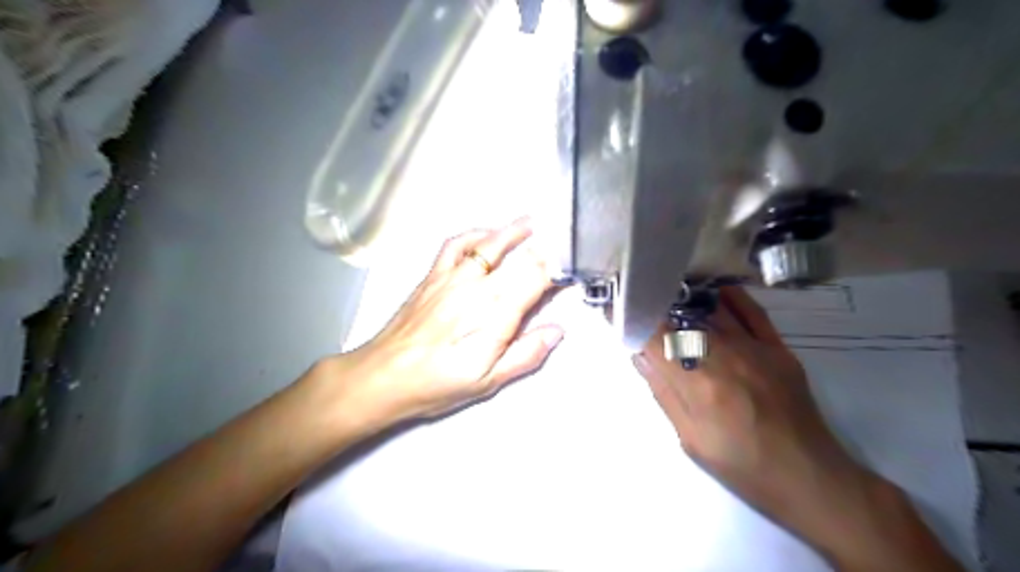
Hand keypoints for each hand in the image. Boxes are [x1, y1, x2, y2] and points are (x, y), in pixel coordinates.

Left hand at [324, 219, 560, 432]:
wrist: (385, 375)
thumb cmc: (439, 383)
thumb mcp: (489, 380)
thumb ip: (526, 354)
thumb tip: (557, 330)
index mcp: (496, 313)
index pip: (535, 279)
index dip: (555, 271)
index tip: (566, 272)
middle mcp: (478, 287)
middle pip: (517, 258)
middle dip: (541, 250)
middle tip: (555, 246)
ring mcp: (453, 276)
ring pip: (488, 243)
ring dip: (511, 231)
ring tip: (529, 223)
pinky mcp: (433, 275)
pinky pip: (455, 245)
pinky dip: (473, 235)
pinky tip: (484, 235)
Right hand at [635, 289, 871, 538]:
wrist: (808, 477)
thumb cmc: (742, 465)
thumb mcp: (690, 439)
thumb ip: (664, 393)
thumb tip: (641, 354)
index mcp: (698, 383)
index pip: (655, 338)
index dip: (633, 320)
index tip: (616, 310)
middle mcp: (724, 356)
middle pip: (681, 318)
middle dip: (655, 306)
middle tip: (639, 300)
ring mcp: (755, 348)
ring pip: (712, 310)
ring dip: (685, 299)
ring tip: (667, 291)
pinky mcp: (778, 348)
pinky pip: (751, 311)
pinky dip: (730, 297)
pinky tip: (714, 291)